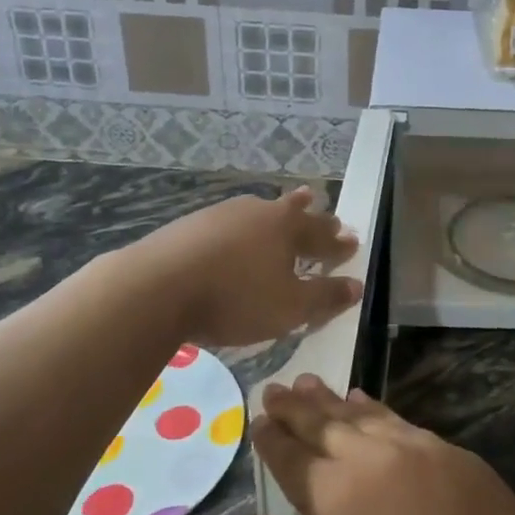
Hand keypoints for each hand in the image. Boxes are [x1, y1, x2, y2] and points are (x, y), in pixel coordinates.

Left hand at [138, 189, 361, 347]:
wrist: (157, 286)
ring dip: (277, 211)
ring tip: (286, 206)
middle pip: (293, 212)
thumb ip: (324, 296)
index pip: (322, 236)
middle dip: (313, 215)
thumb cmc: (235, 298)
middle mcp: (259, 212)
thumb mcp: (289, 308)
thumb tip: (356, 285)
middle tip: (325, 210)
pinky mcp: (192, 224)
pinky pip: (231, 221)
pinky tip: (235, 231)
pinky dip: (243, 226)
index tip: (352, 241)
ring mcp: (222, 214)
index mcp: (288, 229)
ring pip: (260, 210)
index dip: (339, 243)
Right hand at [244, 377, 514, 514]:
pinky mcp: (450, 452)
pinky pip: (399, 419)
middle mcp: (372, 458)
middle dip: (296, 407)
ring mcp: (416, 448)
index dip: (272, 439)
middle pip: (324, 424)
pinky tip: (366, 402)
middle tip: (276, 388)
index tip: (257, 419)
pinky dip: (375, 408)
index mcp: (336, 496)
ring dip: (332, 400)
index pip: (293, 458)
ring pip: (362, 414)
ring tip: (311, 384)